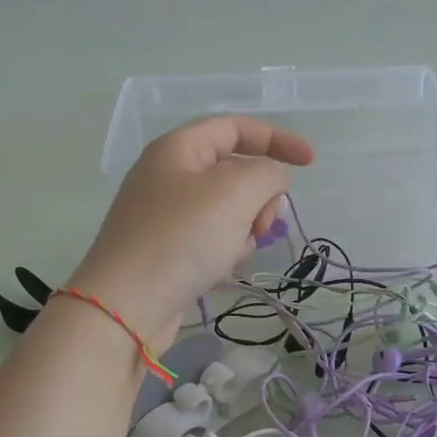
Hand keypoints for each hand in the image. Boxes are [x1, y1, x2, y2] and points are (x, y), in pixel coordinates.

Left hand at [69, 116, 315, 351]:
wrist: (126, 307)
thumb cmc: (182, 238)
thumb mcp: (236, 192)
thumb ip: (268, 173)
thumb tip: (272, 181)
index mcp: (178, 149)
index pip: (236, 128)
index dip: (277, 139)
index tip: (311, 162)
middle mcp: (168, 176)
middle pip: (235, 172)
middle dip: (260, 196)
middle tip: (262, 224)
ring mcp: (165, 215)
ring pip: (228, 210)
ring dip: (243, 229)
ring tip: (233, 252)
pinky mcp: (167, 250)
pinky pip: (211, 239)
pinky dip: (224, 251)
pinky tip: (216, 272)